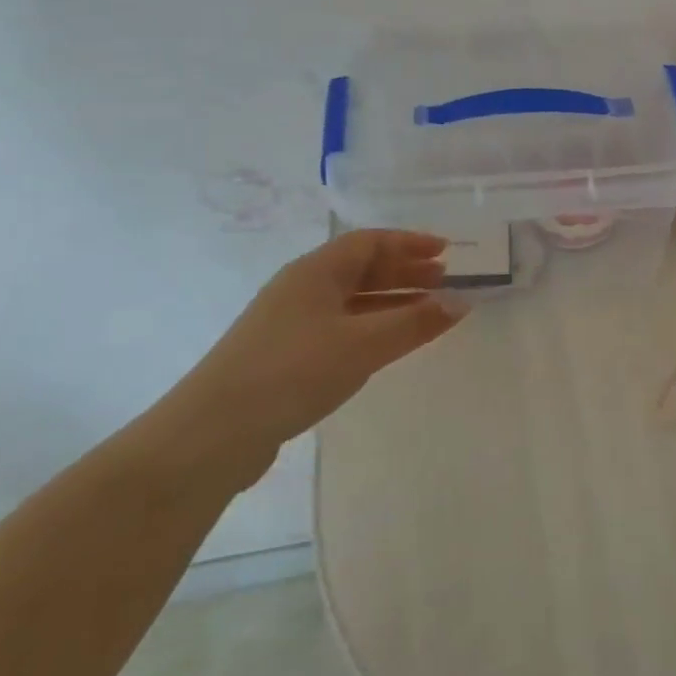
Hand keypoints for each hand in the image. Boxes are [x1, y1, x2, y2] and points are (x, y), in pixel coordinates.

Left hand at [173, 231, 462, 471]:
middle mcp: (301, 288)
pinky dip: (372, 327)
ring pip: (351, 300)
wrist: (213, 433)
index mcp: (316, 271)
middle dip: (404, 271)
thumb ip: (416, 322)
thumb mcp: (364, 344)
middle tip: (443, 279)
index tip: (447, 251)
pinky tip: (387, 344)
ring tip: (426, 311)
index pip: (370, 242)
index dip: (410, 243)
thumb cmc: (294, 371)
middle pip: (361, 268)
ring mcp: (290, 322)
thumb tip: (462, 301)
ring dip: (391, 301)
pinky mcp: (284, 355)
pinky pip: (340, 326)